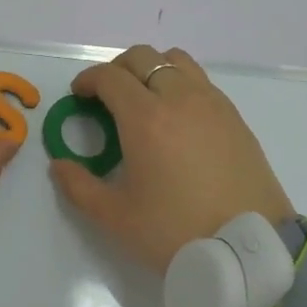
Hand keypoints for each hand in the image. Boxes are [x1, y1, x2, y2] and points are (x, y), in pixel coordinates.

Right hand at [49, 45, 292, 272]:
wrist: (247, 249)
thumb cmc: (175, 231)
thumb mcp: (116, 217)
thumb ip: (79, 186)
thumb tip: (59, 165)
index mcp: (145, 117)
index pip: (109, 76)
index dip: (88, 80)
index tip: (79, 96)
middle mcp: (179, 98)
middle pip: (142, 57)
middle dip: (117, 69)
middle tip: (106, 97)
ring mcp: (211, 103)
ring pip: (175, 61)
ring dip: (151, 69)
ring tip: (144, 99)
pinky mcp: (234, 116)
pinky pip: (200, 80)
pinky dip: (180, 83)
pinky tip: (177, 117)